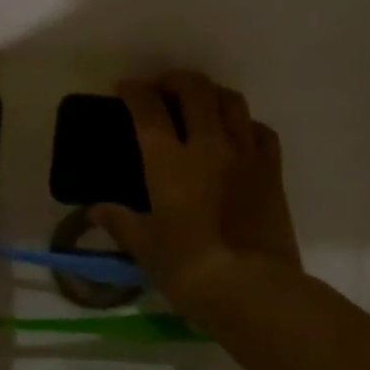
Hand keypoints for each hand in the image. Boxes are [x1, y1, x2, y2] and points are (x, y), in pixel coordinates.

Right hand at [91, 70, 300, 315]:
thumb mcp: (145, 249)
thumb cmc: (189, 270)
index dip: (134, 90)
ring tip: (199, 104)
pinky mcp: (272, 171)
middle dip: (174, 79)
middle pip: (195, 89)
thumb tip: (96, 210)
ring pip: (231, 100)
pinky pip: (261, 130)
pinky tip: (236, 135)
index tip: (125, 87)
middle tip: (161, 89)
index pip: (148, 109)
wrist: (253, 289)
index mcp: (169, 162)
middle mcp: (208, 146)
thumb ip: (121, 222)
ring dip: (211, 93)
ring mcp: (245, 154)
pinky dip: (245, 123)